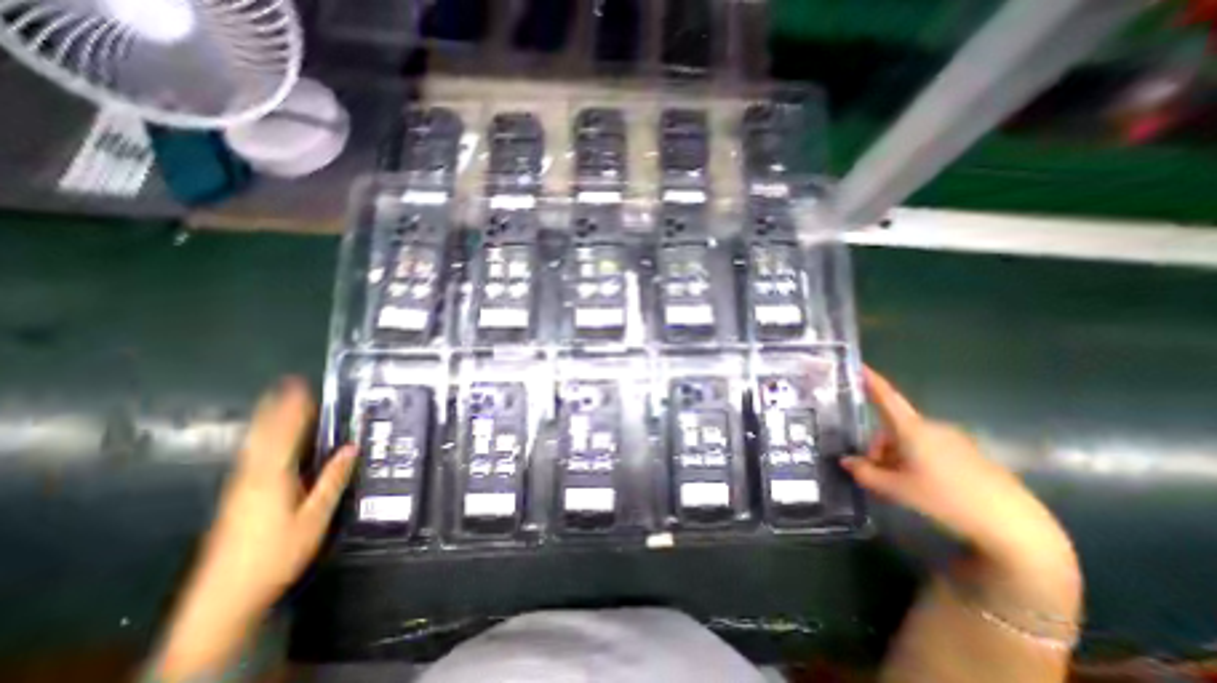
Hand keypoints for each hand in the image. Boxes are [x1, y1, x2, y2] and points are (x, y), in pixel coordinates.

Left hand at [155, 380, 357, 682]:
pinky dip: (261, 440)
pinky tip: (265, 441)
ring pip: (254, 445)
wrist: (224, 598)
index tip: (302, 387)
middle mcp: (251, 477)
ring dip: (267, 421)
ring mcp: (239, 488)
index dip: (294, 410)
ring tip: (277, 402)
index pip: (286, 434)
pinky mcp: (236, 498)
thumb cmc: (276, 554)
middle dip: (276, 408)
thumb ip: (333, 479)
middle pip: (264, 435)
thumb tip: (351, 448)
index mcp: (272, 478)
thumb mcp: (315, 517)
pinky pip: (251, 458)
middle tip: (286, 384)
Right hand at [848, 369, 1071, 575]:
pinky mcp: (970, 456)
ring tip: (898, 485)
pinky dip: (916, 462)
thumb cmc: (946, 499)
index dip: (871, 380)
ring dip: (897, 457)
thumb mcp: (896, 489)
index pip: (886, 397)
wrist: (1015, 526)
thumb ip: (865, 473)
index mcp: (912, 429)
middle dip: (879, 447)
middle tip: (875, 473)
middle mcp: (932, 428)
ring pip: (911, 441)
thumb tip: (846, 462)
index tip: (859, 364)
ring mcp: (955, 441)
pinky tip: (922, 488)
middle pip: (893, 429)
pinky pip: (930, 450)